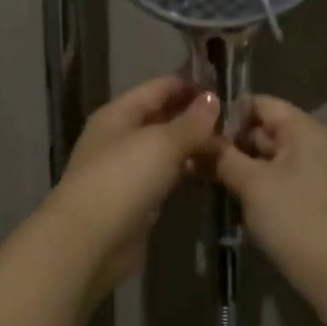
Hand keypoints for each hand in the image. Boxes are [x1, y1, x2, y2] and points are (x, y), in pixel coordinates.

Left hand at [46, 76, 220, 294]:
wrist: (89, 241)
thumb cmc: (122, 180)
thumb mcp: (160, 143)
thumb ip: (190, 122)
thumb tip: (212, 99)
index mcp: (118, 114)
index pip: (158, 87)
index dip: (190, 84)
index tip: (226, 85)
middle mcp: (119, 137)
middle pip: (161, 117)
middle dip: (195, 116)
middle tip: (237, 118)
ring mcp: (126, 169)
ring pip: (165, 148)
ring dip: (193, 145)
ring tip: (232, 143)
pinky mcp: (136, 199)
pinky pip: (166, 175)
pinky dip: (186, 170)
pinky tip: (211, 171)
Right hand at [211, 96, 326, 291]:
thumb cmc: (291, 216)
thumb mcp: (250, 182)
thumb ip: (222, 155)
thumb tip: (196, 137)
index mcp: (304, 129)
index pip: (260, 103)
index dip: (227, 111)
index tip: (196, 124)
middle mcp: (310, 142)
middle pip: (261, 128)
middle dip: (227, 140)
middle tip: (190, 150)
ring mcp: (309, 169)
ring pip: (263, 154)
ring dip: (234, 161)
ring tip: (197, 168)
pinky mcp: (303, 193)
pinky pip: (271, 174)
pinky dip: (248, 178)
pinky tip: (220, 186)